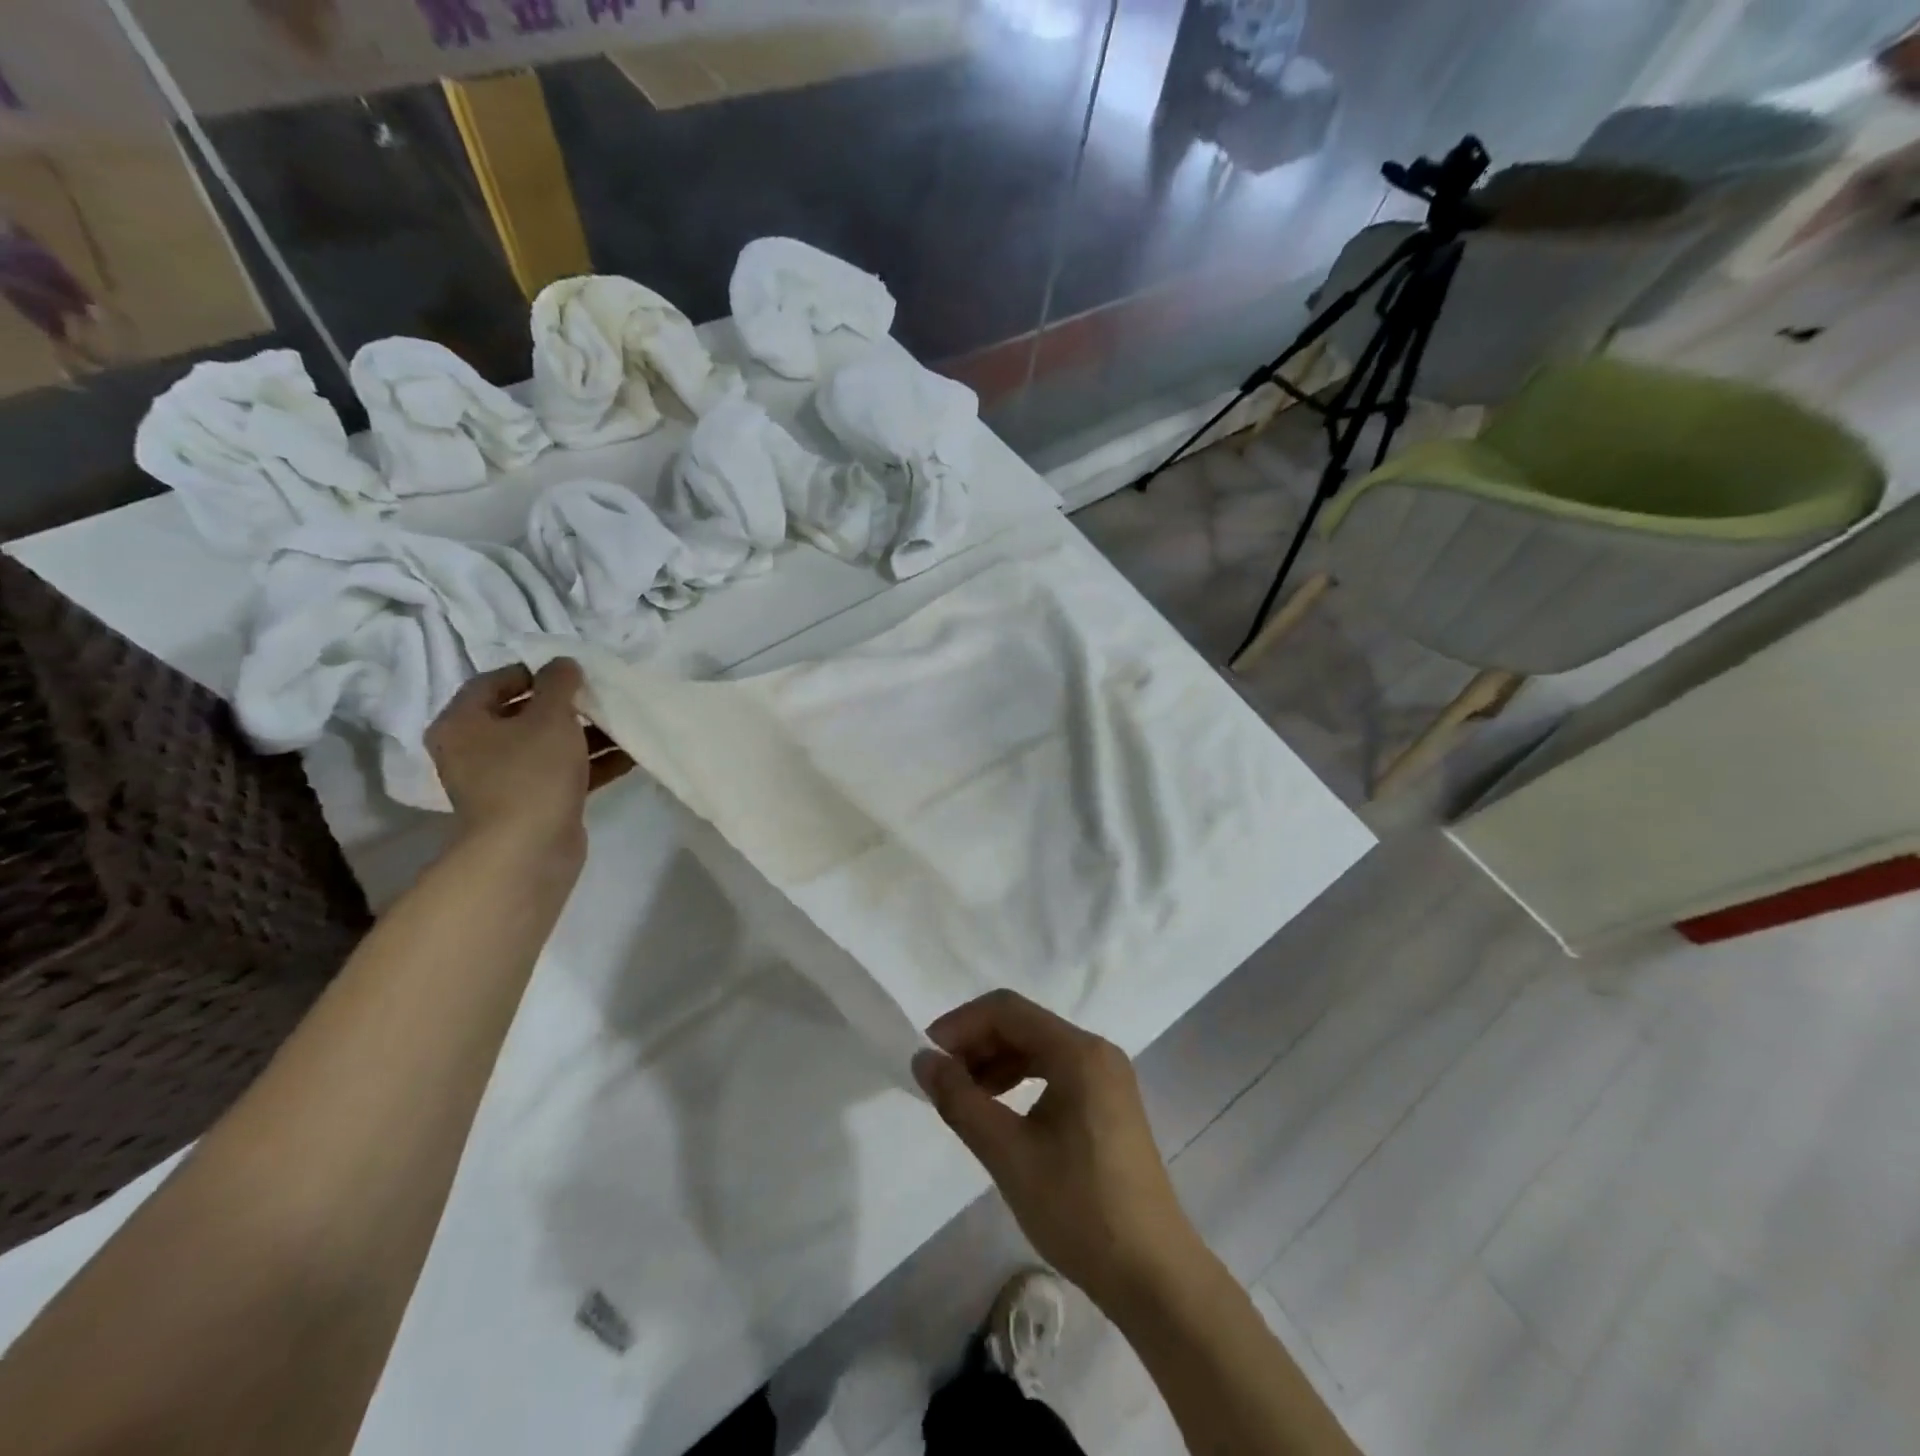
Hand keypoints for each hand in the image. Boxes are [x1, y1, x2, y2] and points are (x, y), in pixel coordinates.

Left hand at [425, 659, 611, 855]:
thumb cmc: (531, 773)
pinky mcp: (534, 804)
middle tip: (602, 695)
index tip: (572, 671)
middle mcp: (476, 751)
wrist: (528, 850)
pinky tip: (630, 755)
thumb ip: (558, 684)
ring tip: (625, 723)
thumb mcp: (550, 717)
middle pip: (524, 715)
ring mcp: (505, 780)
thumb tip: (563, 664)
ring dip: (587, 735)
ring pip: (549, 746)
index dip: (533, 672)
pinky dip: (592, 763)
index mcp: (463, 724)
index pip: (493, 682)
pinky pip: (564, 773)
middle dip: (568, 706)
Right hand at [914, 990, 1205, 1312]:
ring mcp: (1107, 1077)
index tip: (928, 1055)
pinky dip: (1021, 1081)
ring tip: (964, 1098)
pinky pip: (1055, 1071)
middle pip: (1024, 1025)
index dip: (962, 1024)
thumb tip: (922, 1060)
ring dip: (996, 1063)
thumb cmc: (1079, 1209)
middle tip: (941, 1080)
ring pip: (1038, 1048)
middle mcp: (1096, 1051)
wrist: (1153, 1275)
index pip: (1008, 1010)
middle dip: (977, 1044)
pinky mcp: (1109, 1102)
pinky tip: (1000, 1110)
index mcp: (1078, 1052)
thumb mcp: (1009, 1154)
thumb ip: (961, 1101)